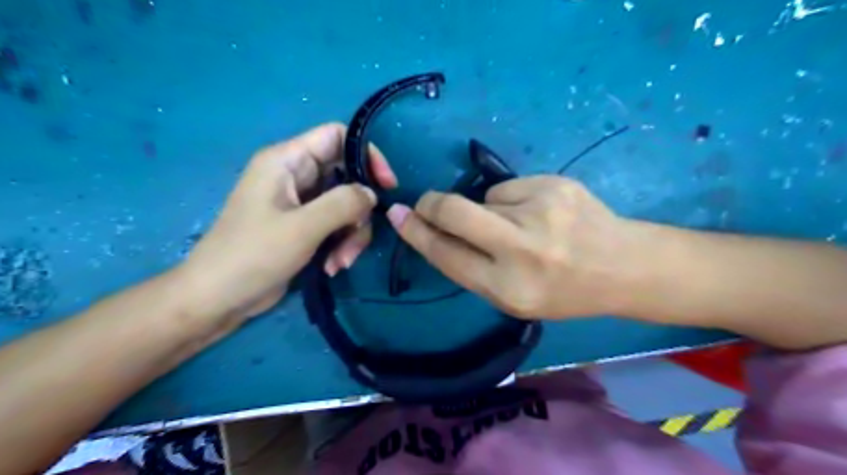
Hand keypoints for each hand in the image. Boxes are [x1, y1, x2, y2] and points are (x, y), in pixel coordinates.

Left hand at [175, 123, 397, 326]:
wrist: (218, 298)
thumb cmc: (253, 255)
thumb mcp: (303, 227)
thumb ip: (343, 203)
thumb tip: (372, 194)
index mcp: (287, 161)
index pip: (337, 136)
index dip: (367, 154)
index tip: (386, 185)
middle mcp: (296, 175)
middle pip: (348, 177)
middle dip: (359, 210)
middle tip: (356, 238)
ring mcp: (301, 203)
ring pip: (346, 206)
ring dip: (352, 235)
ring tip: (340, 262)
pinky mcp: (304, 226)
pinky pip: (337, 225)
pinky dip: (341, 245)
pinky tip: (331, 266)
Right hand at [384, 177, 634, 319]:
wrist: (624, 267)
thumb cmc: (564, 291)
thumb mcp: (514, 298)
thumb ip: (473, 267)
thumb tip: (436, 229)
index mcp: (508, 289)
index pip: (446, 255)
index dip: (416, 233)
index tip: (398, 215)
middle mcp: (522, 250)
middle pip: (454, 211)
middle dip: (431, 204)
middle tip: (426, 203)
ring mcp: (541, 211)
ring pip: (483, 198)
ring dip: (487, 211)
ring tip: (521, 226)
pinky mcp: (555, 185)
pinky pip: (509, 187)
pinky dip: (512, 200)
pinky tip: (539, 213)